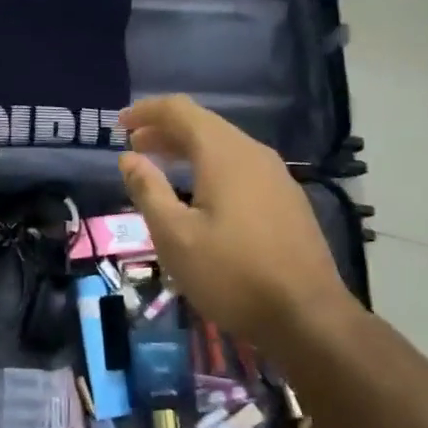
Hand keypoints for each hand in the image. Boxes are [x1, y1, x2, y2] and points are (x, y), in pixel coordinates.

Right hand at [117, 95, 360, 350]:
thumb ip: (148, 190)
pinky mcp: (287, 199)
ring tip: (160, 166)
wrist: (308, 317)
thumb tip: (129, 158)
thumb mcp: (175, 236)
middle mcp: (253, 154)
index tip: (119, 125)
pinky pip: (240, 167)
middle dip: (164, 130)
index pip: (180, 111)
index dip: (146, 112)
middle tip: (134, 147)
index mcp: (224, 154)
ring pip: (224, 146)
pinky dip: (210, 167)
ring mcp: (276, 176)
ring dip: (187, 149)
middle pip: (203, 125)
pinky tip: (200, 194)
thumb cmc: (232, 274)